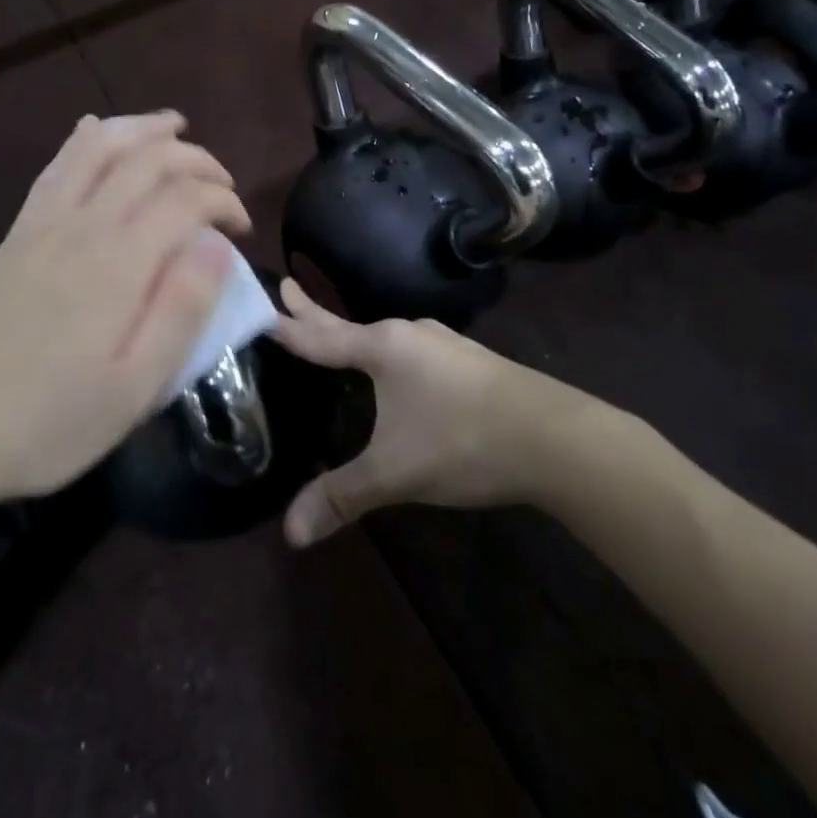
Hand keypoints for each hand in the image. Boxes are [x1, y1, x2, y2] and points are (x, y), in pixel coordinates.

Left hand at [0, 113, 250, 502]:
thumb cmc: (54, 420)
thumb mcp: (136, 388)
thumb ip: (182, 310)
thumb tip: (217, 245)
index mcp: (118, 265)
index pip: (185, 199)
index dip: (223, 201)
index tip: (242, 229)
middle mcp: (82, 226)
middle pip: (148, 160)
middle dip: (196, 159)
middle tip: (224, 184)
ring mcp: (43, 222)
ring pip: (99, 146)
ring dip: (143, 129)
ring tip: (175, 127)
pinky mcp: (19, 230)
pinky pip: (58, 164)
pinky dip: (88, 138)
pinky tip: (99, 131)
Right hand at [274, 281, 623, 546]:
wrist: (555, 437)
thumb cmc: (462, 441)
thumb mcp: (395, 472)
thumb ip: (341, 496)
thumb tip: (290, 534)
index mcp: (383, 347)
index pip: (320, 336)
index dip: (288, 326)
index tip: (262, 303)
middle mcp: (408, 334)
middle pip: (348, 323)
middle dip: (314, 310)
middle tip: (288, 284)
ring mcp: (442, 343)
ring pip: (383, 337)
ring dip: (354, 335)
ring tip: (337, 337)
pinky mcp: (467, 360)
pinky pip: (410, 349)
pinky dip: (386, 352)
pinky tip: (396, 369)